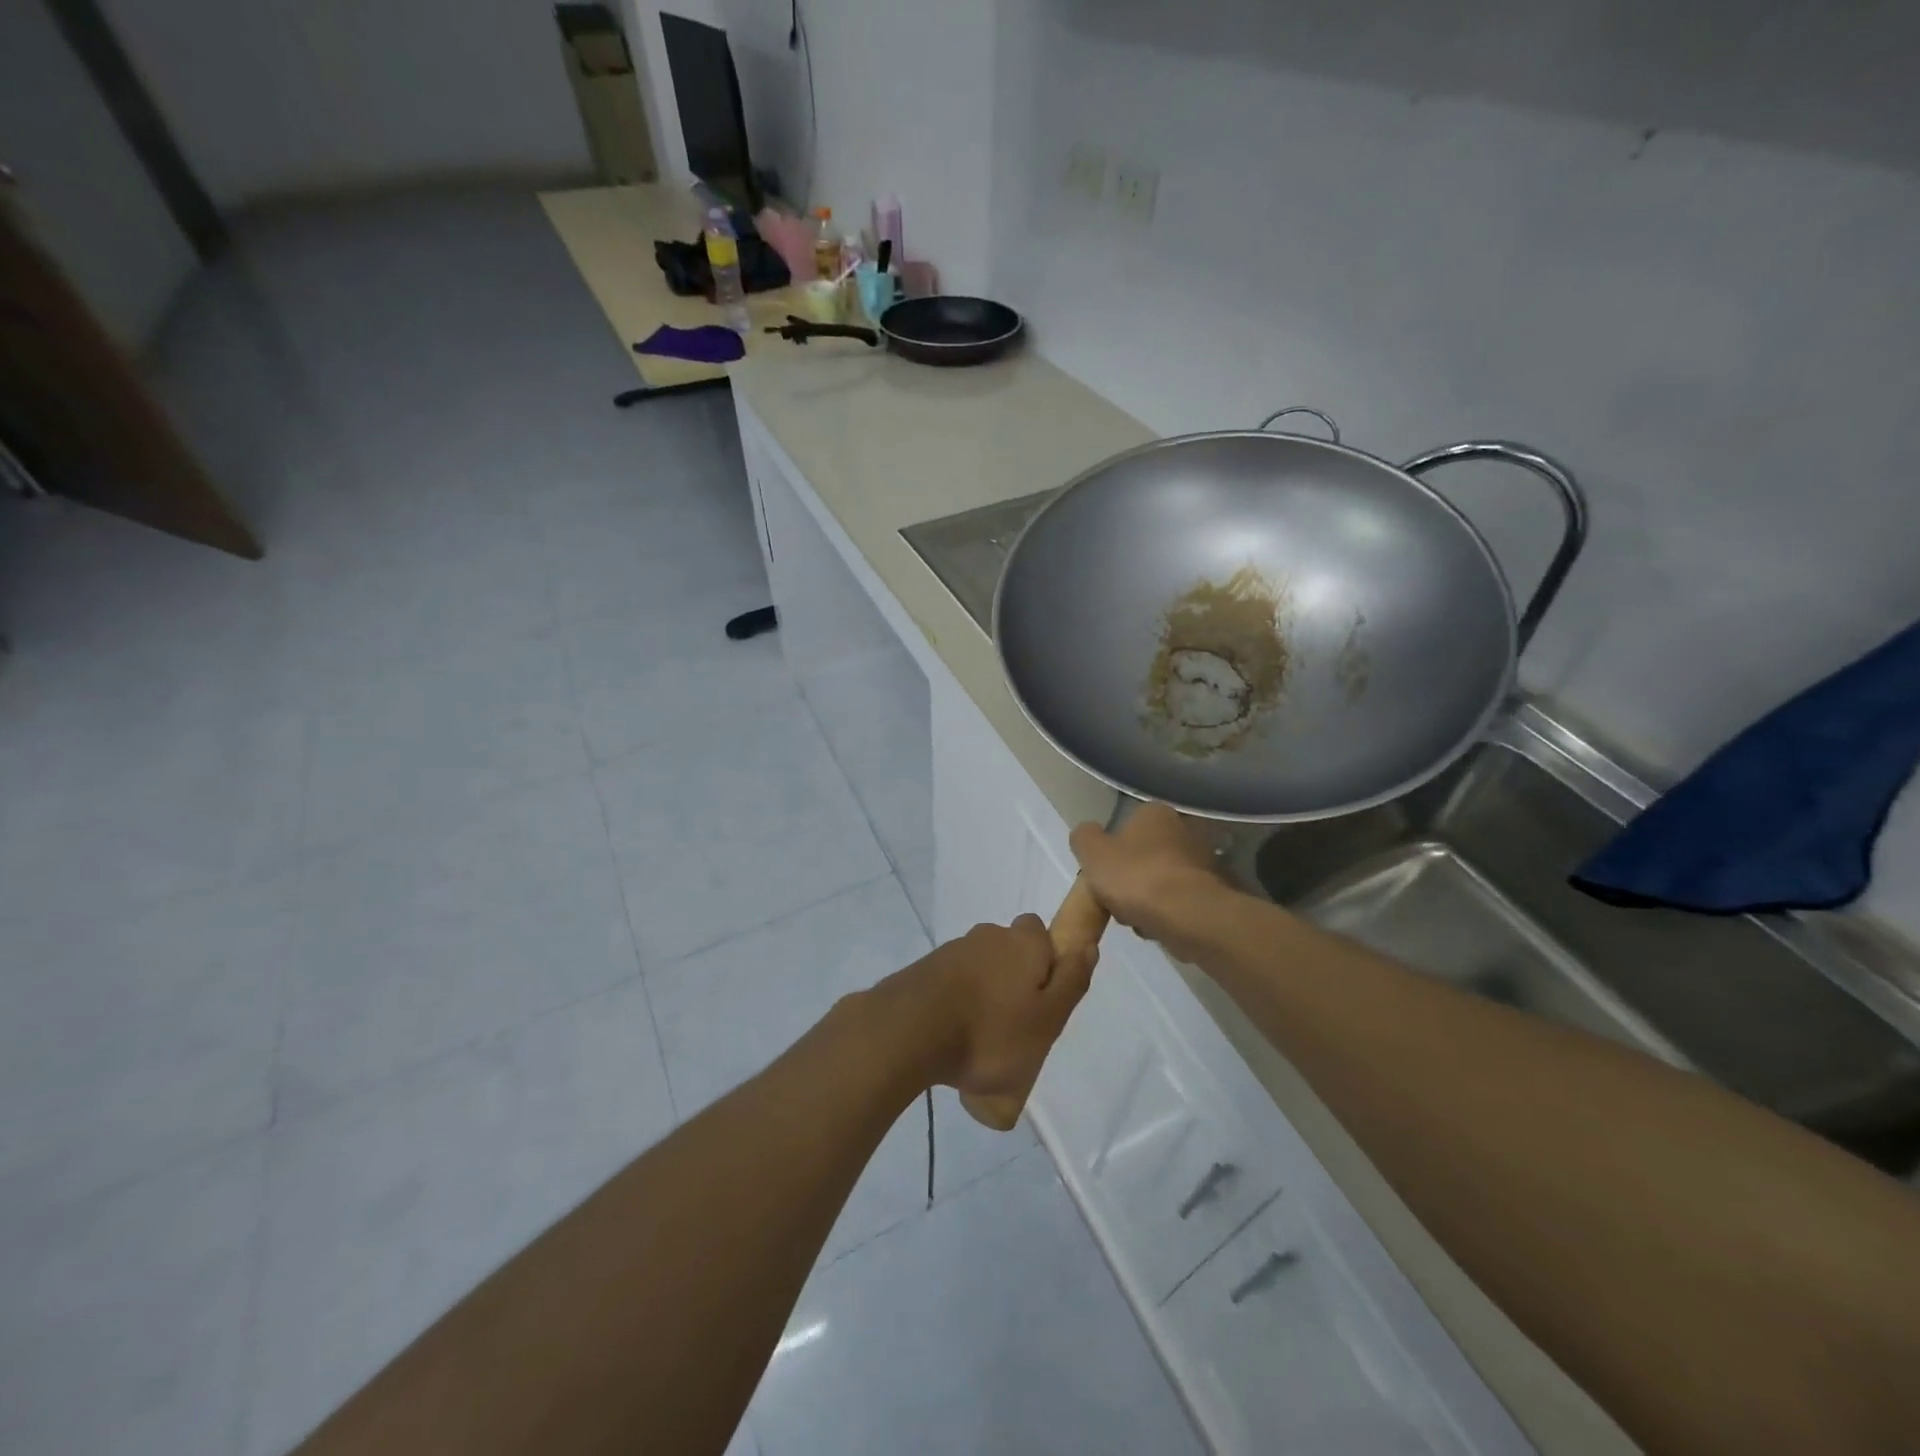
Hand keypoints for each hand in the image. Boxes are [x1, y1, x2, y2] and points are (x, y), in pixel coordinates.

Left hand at [891, 917, 1098, 1101]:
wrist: (909, 1031)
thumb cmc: (990, 1031)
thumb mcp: (1047, 1019)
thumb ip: (1071, 981)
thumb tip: (1088, 945)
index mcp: (1022, 942)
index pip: (1040, 932)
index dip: (1047, 961)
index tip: (1044, 999)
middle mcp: (987, 936)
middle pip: (1009, 950)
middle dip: (1015, 979)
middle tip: (1016, 1024)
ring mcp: (951, 951)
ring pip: (980, 968)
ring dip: (984, 994)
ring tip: (982, 1041)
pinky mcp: (924, 971)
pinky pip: (952, 984)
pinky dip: (957, 1003)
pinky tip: (953, 1038)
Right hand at [1069, 802, 1224, 960]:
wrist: (1187, 916)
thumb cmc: (1135, 876)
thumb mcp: (1092, 852)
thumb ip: (1084, 837)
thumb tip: (1086, 833)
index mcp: (1155, 812)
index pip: (1126, 825)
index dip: (1110, 851)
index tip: (1102, 874)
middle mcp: (1184, 829)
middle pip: (1144, 855)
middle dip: (1129, 878)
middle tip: (1115, 900)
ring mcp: (1203, 861)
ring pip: (1160, 881)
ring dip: (1146, 899)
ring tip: (1135, 919)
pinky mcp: (1212, 893)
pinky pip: (1177, 902)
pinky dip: (1165, 913)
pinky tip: (1156, 927)